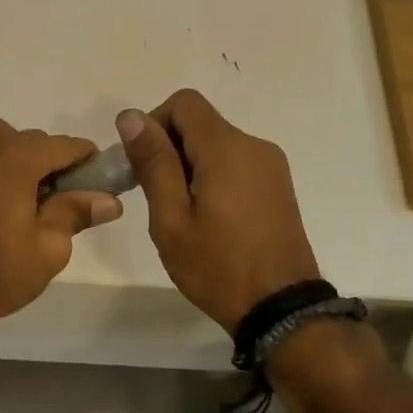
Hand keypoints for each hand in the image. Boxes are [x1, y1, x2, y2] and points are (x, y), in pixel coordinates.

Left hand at [0, 119, 121, 347]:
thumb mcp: (48, 249)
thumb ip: (77, 213)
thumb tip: (110, 200)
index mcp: (17, 155)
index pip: (67, 145)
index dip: (89, 165)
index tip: (98, 190)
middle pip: (35, 143)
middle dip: (53, 168)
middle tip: (61, 209)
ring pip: (6, 146)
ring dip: (22, 166)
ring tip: (26, 208)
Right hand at [117, 89, 319, 331]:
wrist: (281, 310)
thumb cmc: (217, 266)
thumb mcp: (171, 218)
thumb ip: (153, 162)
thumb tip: (131, 115)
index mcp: (227, 149)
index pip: (183, 103)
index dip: (154, 123)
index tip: (143, 164)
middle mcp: (254, 145)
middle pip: (199, 122)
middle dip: (169, 147)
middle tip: (156, 195)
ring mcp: (271, 166)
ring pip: (216, 143)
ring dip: (189, 164)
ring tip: (181, 212)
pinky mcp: (277, 185)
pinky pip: (235, 162)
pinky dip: (212, 175)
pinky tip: (208, 217)